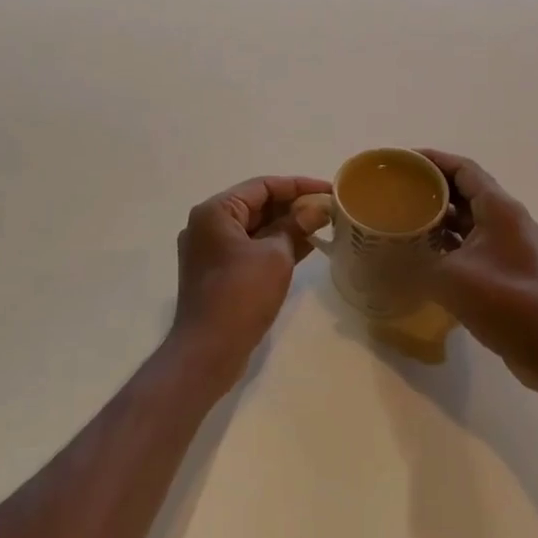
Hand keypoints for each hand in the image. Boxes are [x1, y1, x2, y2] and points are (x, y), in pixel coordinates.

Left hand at [170, 174, 331, 385]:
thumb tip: (317, 209)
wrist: (208, 351)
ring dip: (287, 227)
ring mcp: (210, 250)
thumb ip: (296, 226)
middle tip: (329, 210)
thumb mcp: (276, 256)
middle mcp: (207, 225)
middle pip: (257, 205)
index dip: (299, 186)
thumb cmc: (241, 295)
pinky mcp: (217, 272)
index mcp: (215, 211)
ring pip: (255, 228)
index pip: (262, 186)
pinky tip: (306, 247)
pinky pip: (250, 248)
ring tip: (324, 226)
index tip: (330, 191)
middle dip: (294, 206)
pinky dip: (275, 246)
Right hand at [420, 150, 537, 384]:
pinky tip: (424, 251)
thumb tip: (379, 260)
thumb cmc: (503, 301)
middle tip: (397, 190)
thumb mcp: (449, 278)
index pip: (463, 169)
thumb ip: (413, 264)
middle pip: (465, 190)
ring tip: (404, 218)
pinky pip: (473, 240)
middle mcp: (506, 218)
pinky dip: (449, 240)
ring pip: (469, 218)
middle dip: (431, 188)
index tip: (401, 161)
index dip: (432, 160)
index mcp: (498, 208)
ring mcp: (509, 243)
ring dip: (439, 216)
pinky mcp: (507, 266)